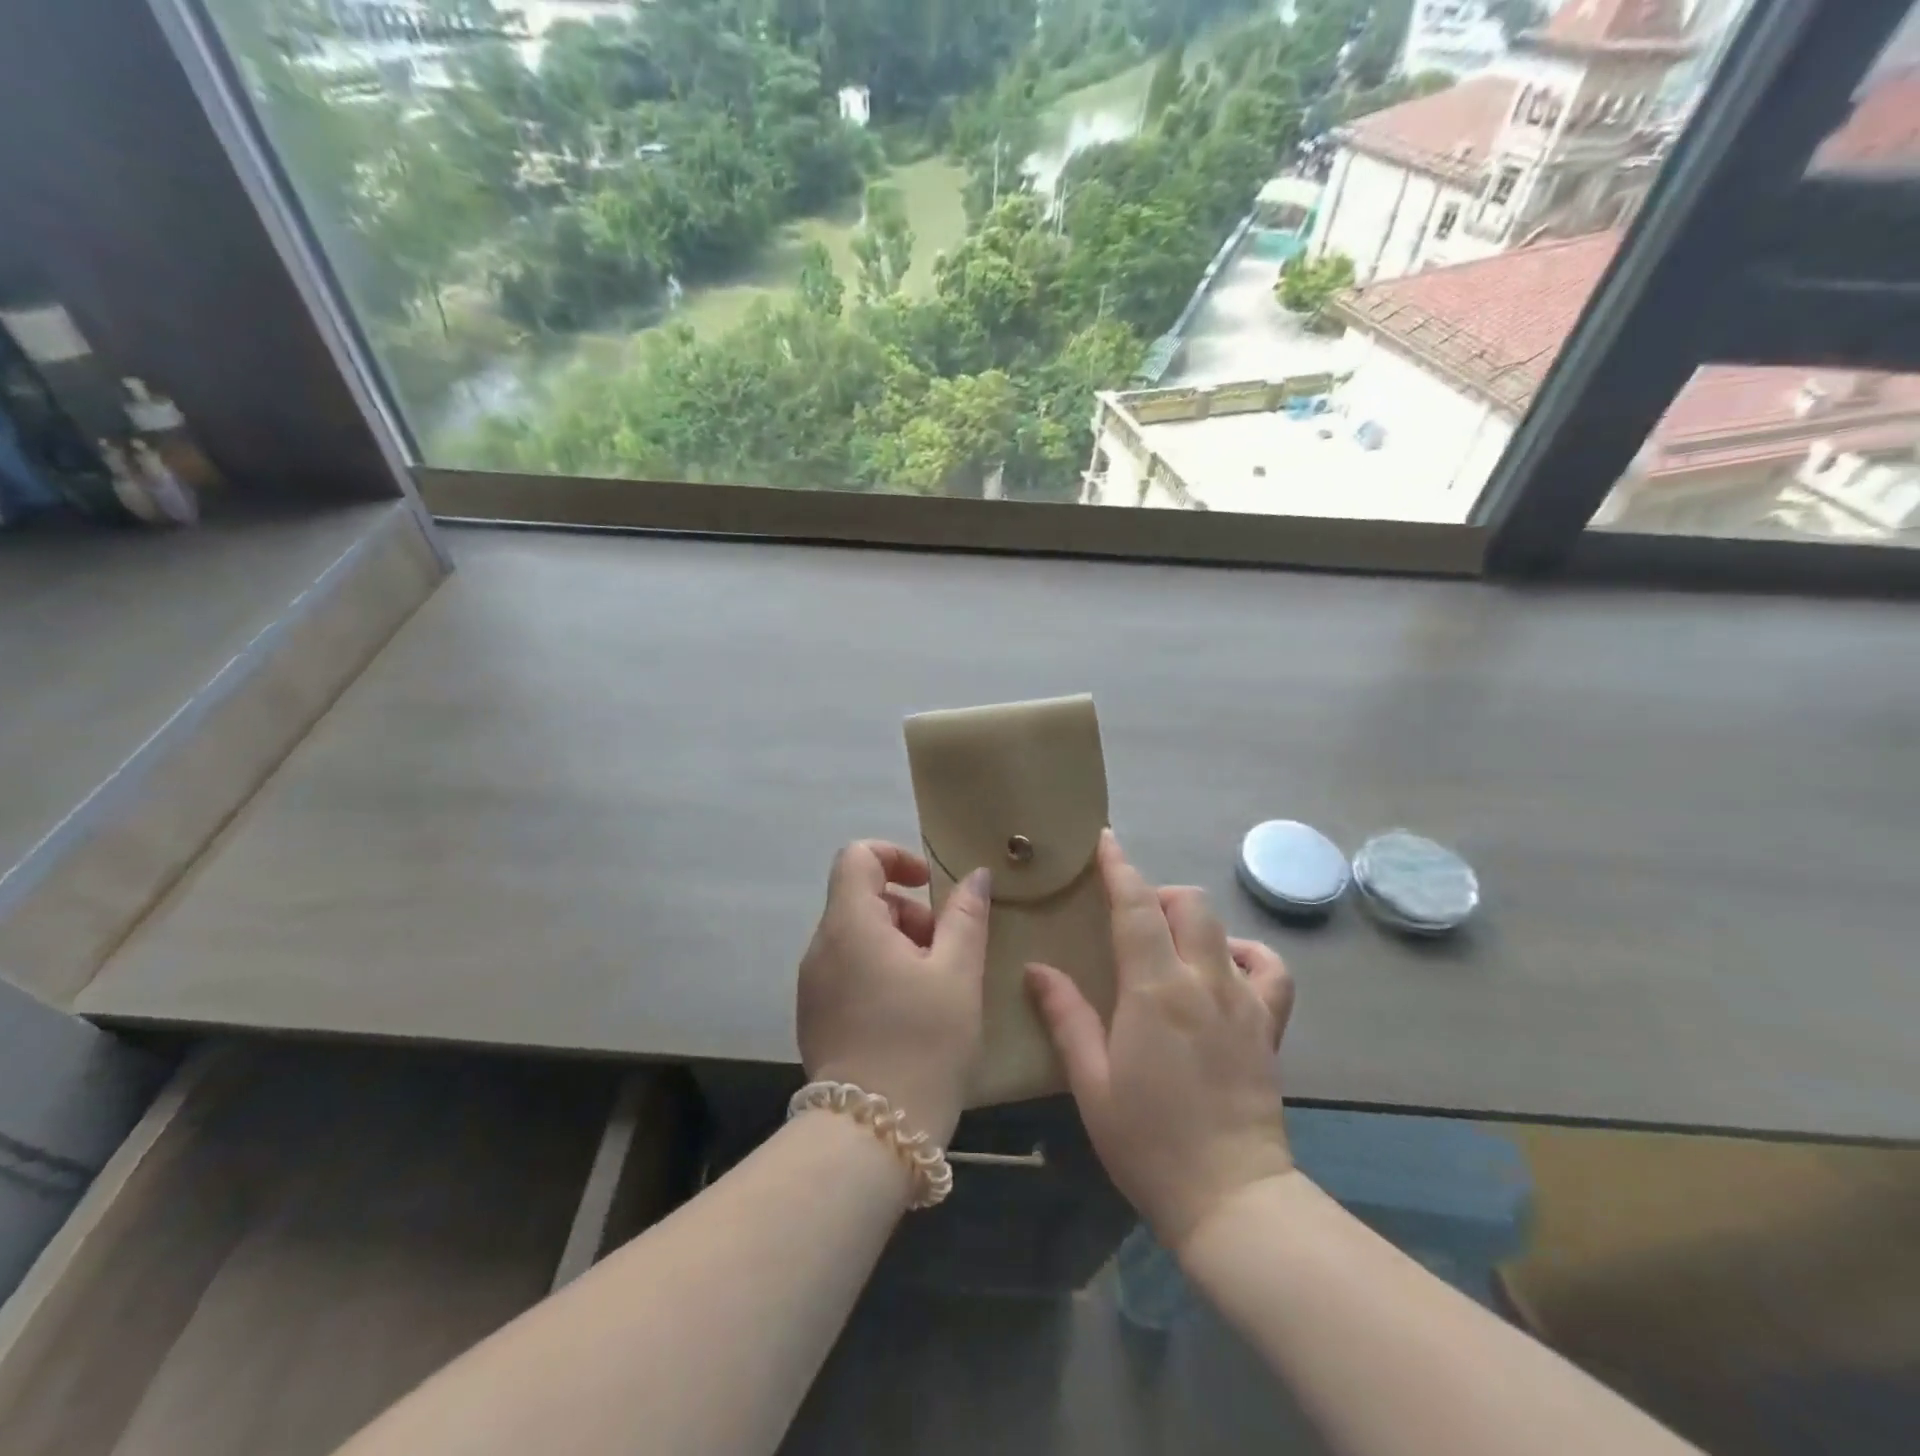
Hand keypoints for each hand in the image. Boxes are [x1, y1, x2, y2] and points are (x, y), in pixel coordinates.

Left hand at [797, 841, 990, 1144]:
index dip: (896, 857)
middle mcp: (821, 946)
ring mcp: (812, 984)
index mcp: (850, 924)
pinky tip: (910, 1014)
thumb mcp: (958, 974)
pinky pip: (848, 971)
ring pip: (858, 937)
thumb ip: (966, 916)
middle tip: (946, 952)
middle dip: (909, 912)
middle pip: (862, 899)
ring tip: (935, 988)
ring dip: (898, 945)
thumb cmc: (923, 1043)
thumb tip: (975, 875)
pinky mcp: (814, 1016)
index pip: (857, 856)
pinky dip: (880, 972)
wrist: (871, 1135)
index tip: (930, 886)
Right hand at [1026, 830, 1294, 1253]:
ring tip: (1170, 942)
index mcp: (1155, 990)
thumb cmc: (1147, 1141)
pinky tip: (1225, 966)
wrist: (1229, 1198)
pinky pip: (1270, 970)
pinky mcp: (1269, 1026)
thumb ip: (1066, 1016)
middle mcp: (1203, 982)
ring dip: (1193, 920)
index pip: (1136, 906)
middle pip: (1187, 904)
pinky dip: (1247, 954)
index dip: (1119, 867)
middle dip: (1156, 893)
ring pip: (1224, 928)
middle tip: (1130, 914)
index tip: (1105, 841)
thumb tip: (1037, 969)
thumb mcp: (1090, 1081)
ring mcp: (1243, 1002)